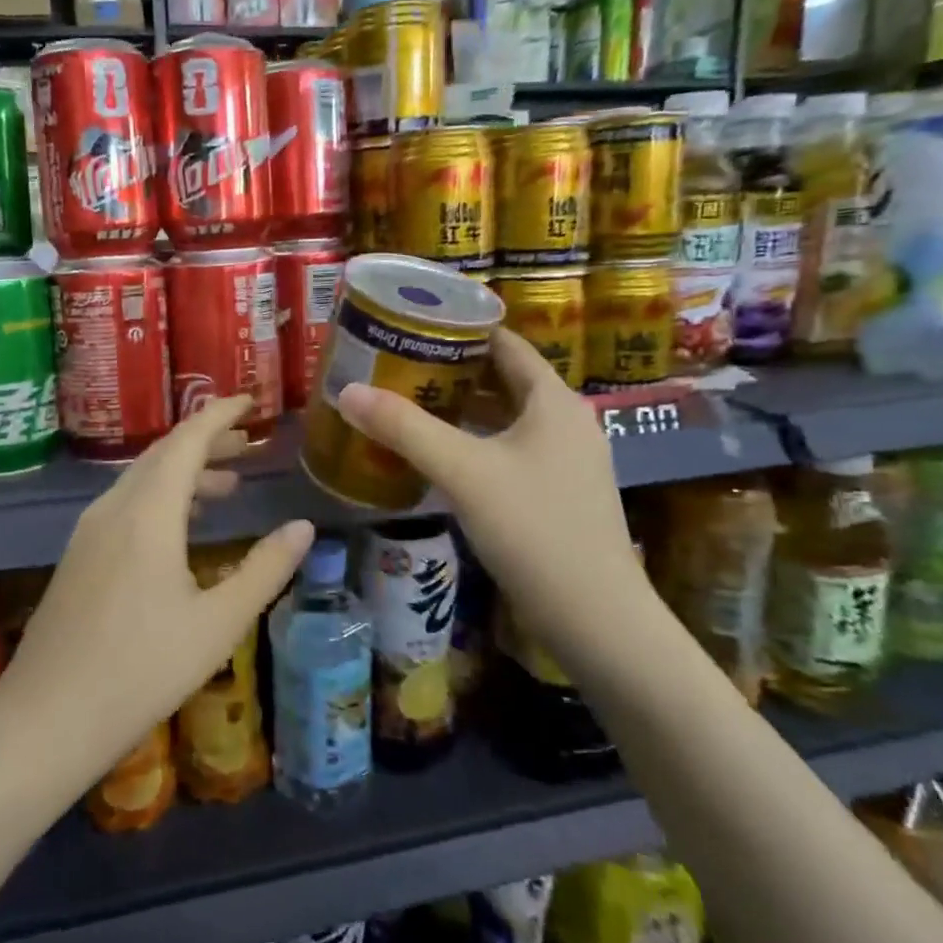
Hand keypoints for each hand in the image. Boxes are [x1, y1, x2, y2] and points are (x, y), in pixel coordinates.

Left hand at [0, 396, 312, 813]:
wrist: (46, 719)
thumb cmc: (141, 671)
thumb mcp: (218, 624)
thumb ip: (265, 570)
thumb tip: (303, 527)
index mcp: (147, 514)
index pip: (186, 441)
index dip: (219, 415)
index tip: (250, 401)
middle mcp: (113, 508)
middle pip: (163, 454)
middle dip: (206, 440)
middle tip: (249, 442)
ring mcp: (89, 531)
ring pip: (142, 480)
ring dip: (184, 472)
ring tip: (227, 484)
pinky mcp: (78, 555)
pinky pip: (126, 504)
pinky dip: (161, 497)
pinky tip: (181, 527)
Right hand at [334, 329, 653, 660]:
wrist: (595, 618)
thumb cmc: (533, 529)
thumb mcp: (462, 471)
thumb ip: (404, 428)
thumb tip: (347, 390)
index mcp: (553, 400)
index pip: (506, 343)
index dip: (462, 329)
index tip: (414, 324)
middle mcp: (566, 421)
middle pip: (505, 379)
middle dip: (454, 369)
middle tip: (399, 363)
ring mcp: (566, 460)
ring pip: (507, 418)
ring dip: (463, 408)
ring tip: (410, 402)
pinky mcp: (558, 493)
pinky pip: (510, 450)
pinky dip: (476, 442)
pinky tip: (440, 455)